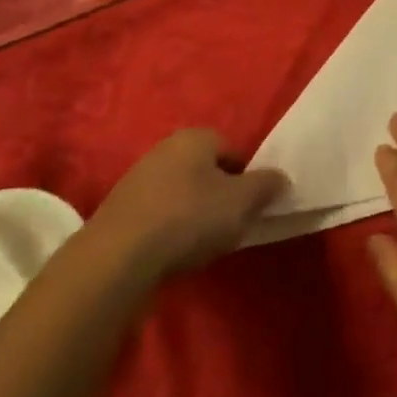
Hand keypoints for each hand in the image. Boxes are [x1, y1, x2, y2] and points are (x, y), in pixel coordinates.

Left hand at [90, 129, 287, 282]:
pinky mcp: (117, 211)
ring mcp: (136, 179)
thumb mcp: (243, 202)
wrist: (116, 259)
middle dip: (220, 195)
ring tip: (200, 243)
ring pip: (181, 193)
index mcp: (196, 137)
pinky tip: (172, 251)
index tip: (249, 207)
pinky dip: (168, 229)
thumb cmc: (189, 218)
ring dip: (193, 213)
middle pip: (206, 171)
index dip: (248, 179)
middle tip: (229, 224)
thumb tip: (280, 178)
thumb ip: (267, 185)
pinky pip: (157, 214)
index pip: (234, 151)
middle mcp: (164, 148)